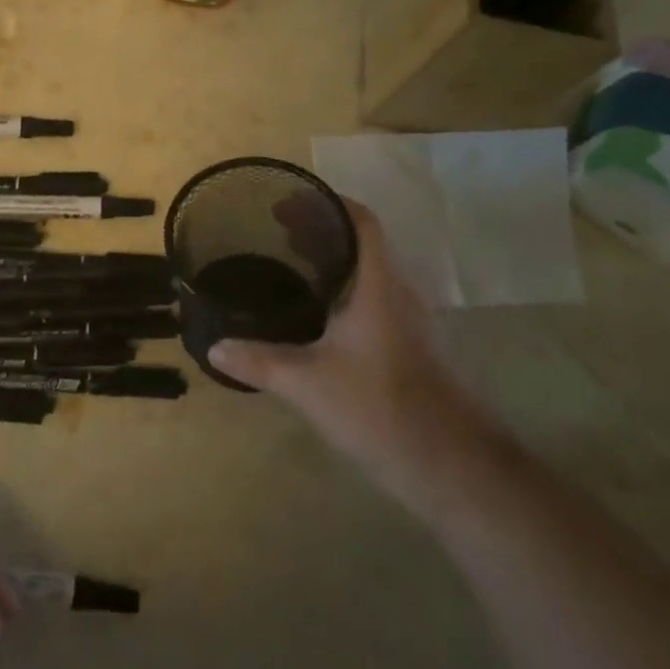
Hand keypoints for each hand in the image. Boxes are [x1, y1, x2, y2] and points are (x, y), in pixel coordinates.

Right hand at [210, 200, 483, 505]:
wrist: (454, 466)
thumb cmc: (380, 409)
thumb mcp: (308, 384)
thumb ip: (260, 361)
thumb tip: (214, 346)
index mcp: (378, 284)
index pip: (361, 221)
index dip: (327, 203)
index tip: (287, 202)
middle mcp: (398, 292)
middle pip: (363, 242)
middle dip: (321, 229)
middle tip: (277, 231)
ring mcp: (411, 320)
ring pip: (370, 271)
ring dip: (335, 260)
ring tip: (293, 264)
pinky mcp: (413, 346)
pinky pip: (376, 298)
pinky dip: (346, 289)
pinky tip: (321, 316)